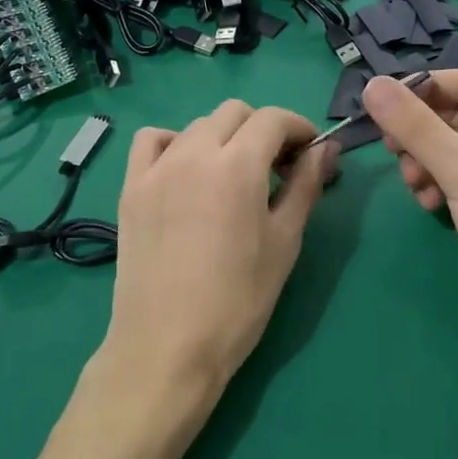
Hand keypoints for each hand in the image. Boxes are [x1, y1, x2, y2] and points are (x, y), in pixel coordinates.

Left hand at [100, 100, 333, 444]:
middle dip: (262, 130)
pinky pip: (151, 142)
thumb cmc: (239, 300)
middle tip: (277, 168)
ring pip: (196, 126)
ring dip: (223, 137)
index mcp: (237, 165)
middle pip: (234, 113)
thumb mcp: (285, 243)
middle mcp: (193, 153)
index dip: (299, 128)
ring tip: (233, 175)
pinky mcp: (131, 188)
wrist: (168, 345)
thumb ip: (306, 186)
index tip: (310, 153)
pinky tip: (186, 173)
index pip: (272, 119)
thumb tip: (326, 150)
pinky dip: (175, 143)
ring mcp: (156, 169)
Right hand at [363, 70, 457, 361]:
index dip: (425, 87)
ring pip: (449, 148)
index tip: (383, 103)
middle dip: (420, 131)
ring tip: (412, 183)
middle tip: (388, 147)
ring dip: (423, 160)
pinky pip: (453, 177)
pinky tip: (427, 203)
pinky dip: (434, 183)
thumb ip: (417, 127)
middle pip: (456, 115)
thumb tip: (372, 85)